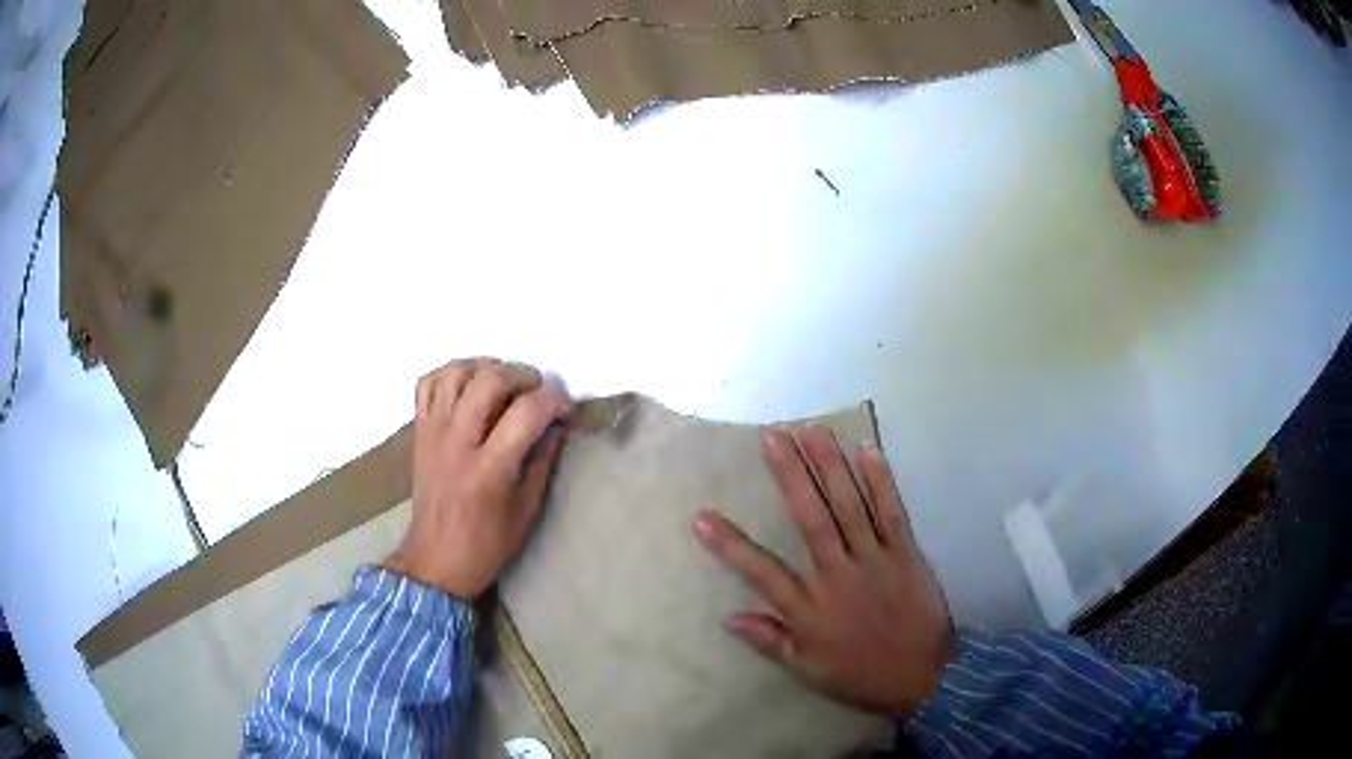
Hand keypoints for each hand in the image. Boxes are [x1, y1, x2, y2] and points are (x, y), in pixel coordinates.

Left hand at [386, 358, 571, 599]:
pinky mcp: (419, 431)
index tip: (566, 411)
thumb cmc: (487, 543)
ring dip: (486, 367)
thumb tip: (557, 424)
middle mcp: (458, 443)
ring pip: (456, 373)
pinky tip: (469, 385)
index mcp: (490, 470)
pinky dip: (450, 373)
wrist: (436, 560)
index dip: (554, 402)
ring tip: (505, 381)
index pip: (527, 413)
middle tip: (537, 390)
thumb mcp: (527, 509)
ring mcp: (433, 433)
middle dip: (523, 375)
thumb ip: (543, 461)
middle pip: (490, 380)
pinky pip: (428, 383)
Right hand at [694, 424, 954, 717]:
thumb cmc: (860, 674)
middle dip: (790, 476)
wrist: (922, 675)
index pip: (762, 573)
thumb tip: (729, 617)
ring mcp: (873, 560)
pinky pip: (891, 512)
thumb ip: (771, 641)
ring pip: (848, 507)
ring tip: (812, 430)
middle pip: (810, 520)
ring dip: (830, 466)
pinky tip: (868, 452)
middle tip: (772, 437)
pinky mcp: (905, 553)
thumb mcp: (808, 670)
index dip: (730, 546)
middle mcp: (837, 576)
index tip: (702, 516)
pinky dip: (880, 482)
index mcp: (809, 609)